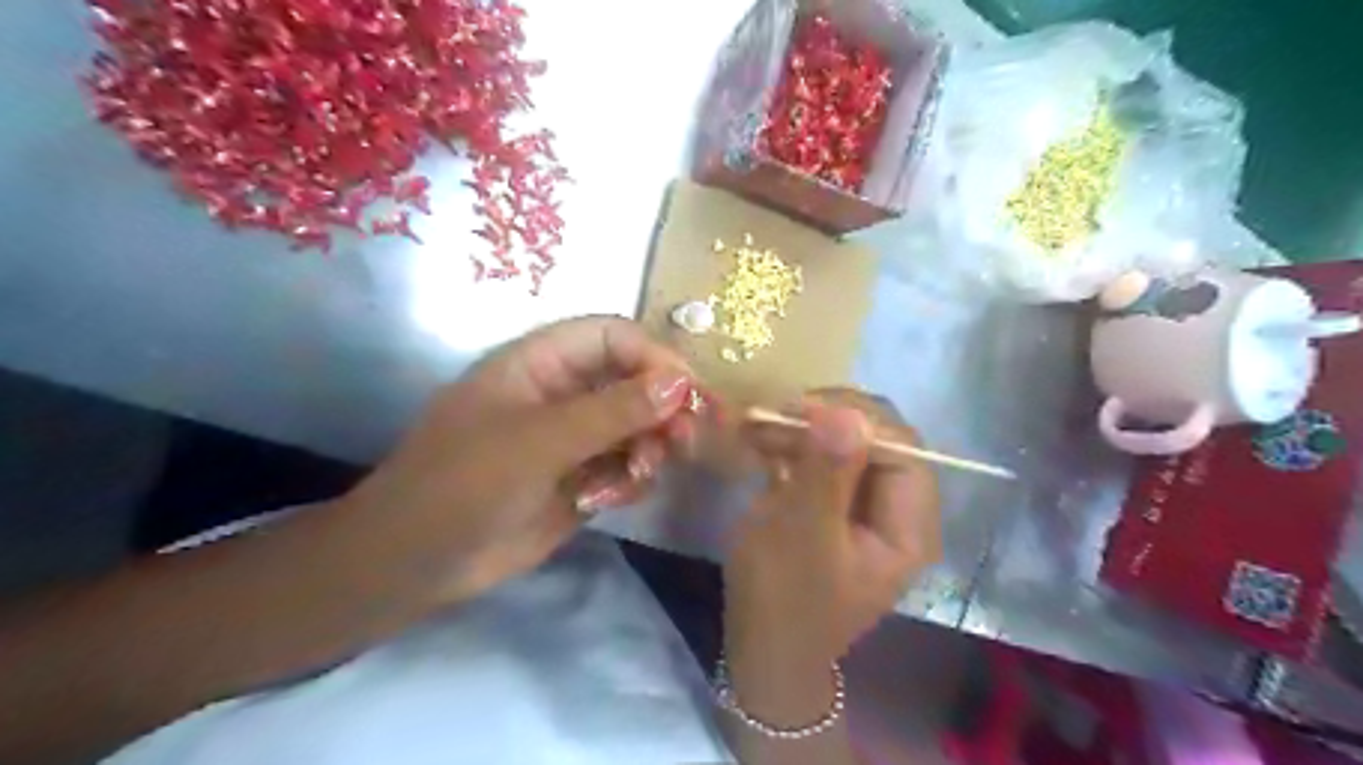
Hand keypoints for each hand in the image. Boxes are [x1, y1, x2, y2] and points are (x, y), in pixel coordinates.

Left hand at [334, 313, 695, 603]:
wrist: (415, 564)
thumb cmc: (463, 485)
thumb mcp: (537, 443)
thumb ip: (611, 412)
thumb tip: (680, 384)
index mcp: (540, 363)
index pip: (612, 336)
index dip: (653, 356)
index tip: (688, 393)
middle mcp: (562, 392)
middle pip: (634, 381)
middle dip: (663, 408)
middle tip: (686, 440)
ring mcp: (573, 437)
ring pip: (637, 425)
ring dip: (650, 446)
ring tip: (640, 473)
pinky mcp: (581, 478)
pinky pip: (627, 465)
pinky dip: (630, 479)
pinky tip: (607, 500)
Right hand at [722, 391, 937, 719]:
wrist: (760, 649)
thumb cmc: (783, 599)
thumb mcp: (800, 534)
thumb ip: (826, 473)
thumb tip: (845, 413)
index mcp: (907, 527)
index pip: (904, 451)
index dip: (859, 421)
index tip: (804, 409)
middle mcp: (896, 512)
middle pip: (878, 442)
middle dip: (828, 419)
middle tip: (777, 411)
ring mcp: (864, 507)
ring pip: (847, 445)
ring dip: (803, 428)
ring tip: (756, 424)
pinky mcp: (835, 505)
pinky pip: (825, 460)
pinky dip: (794, 444)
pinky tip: (760, 440)